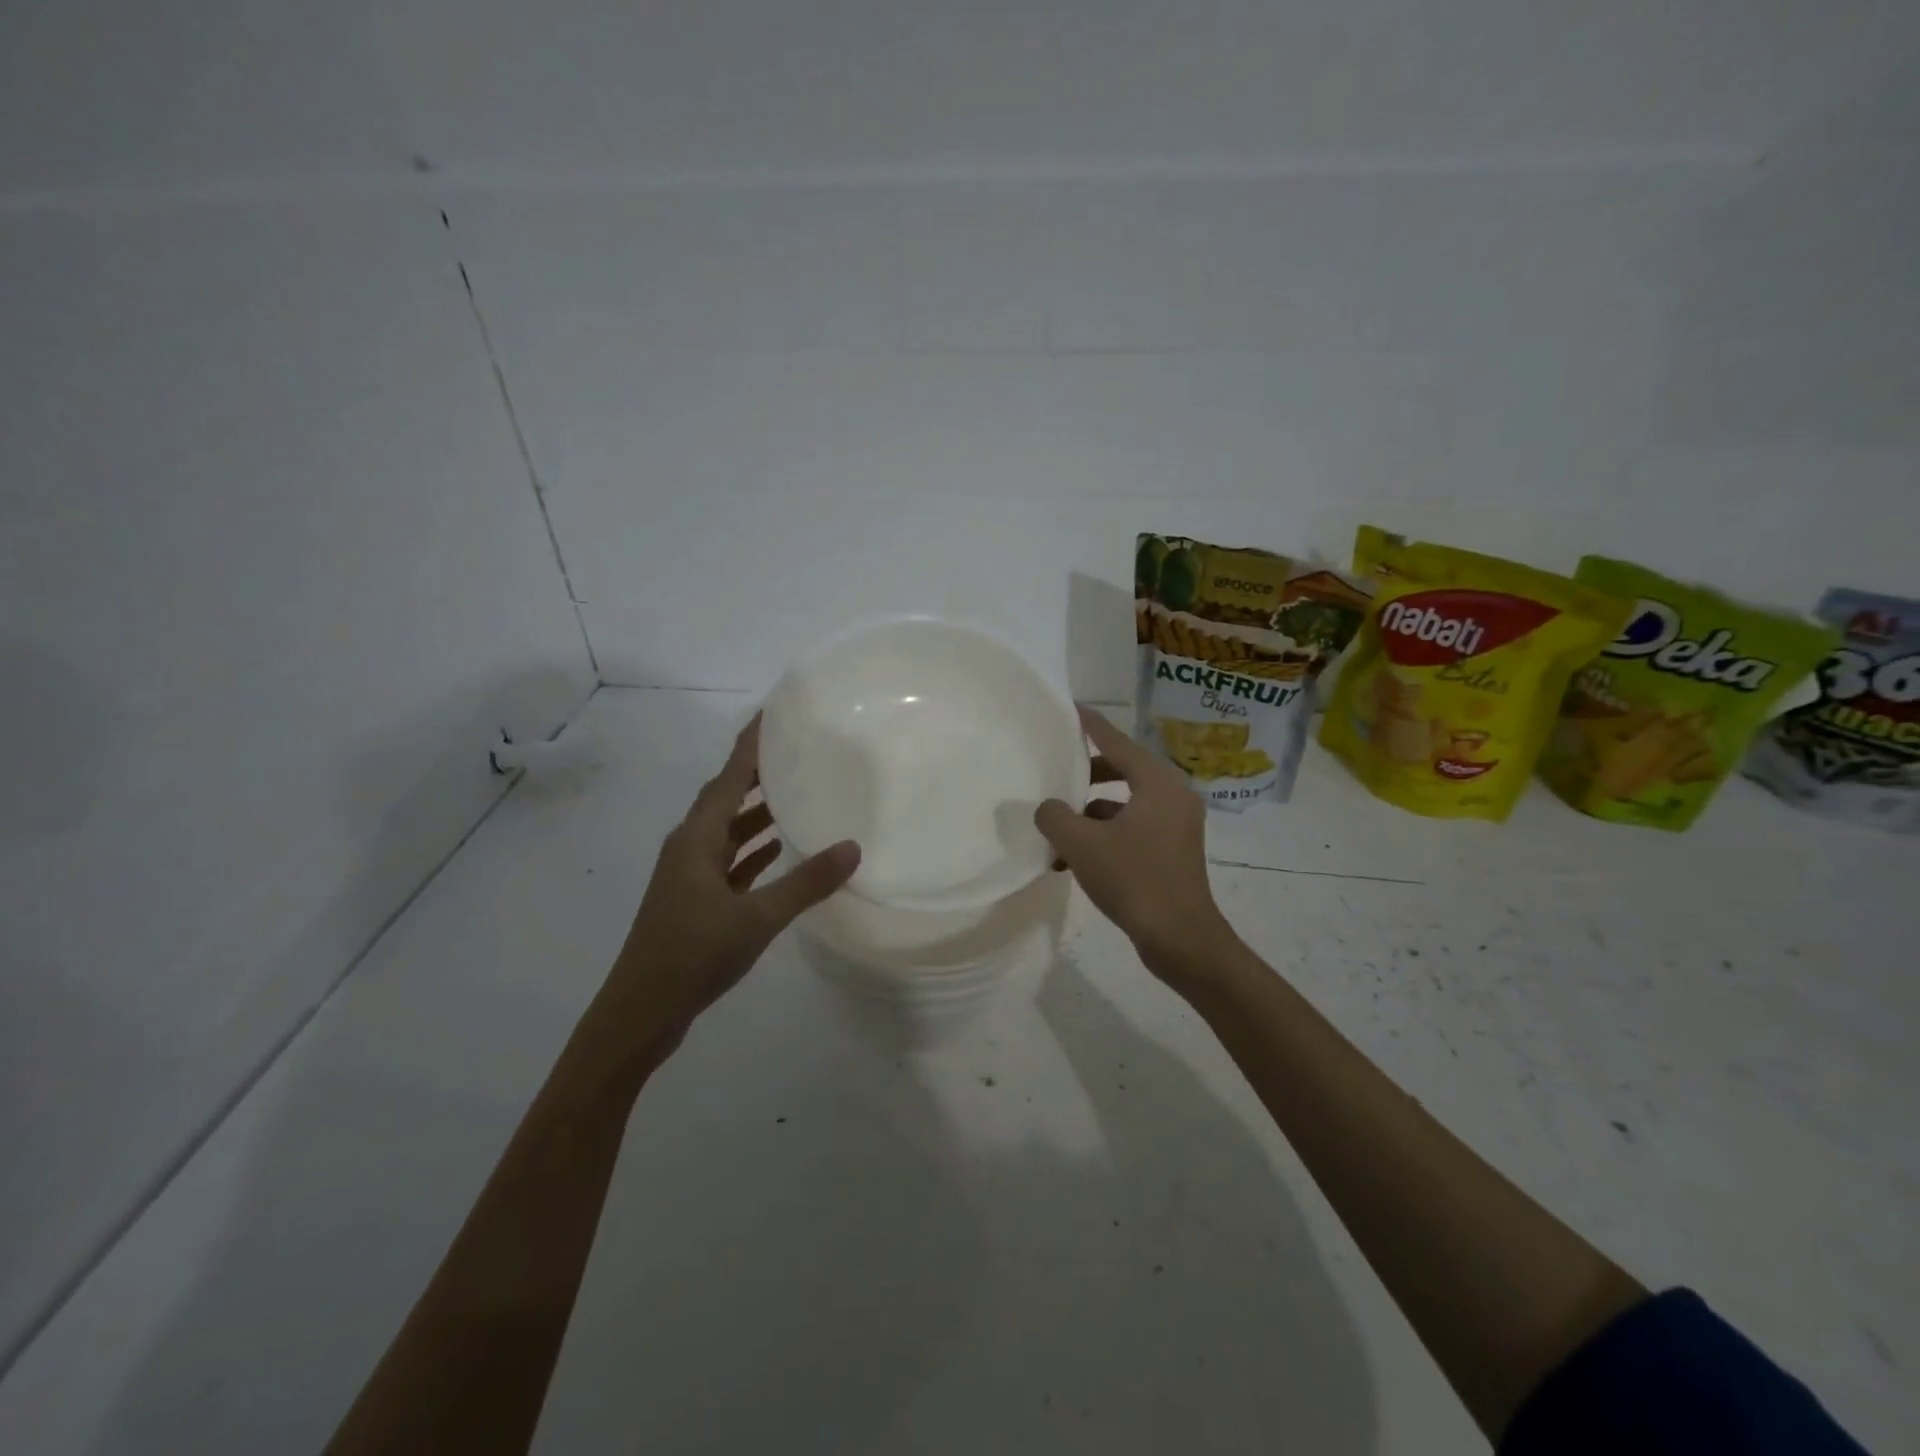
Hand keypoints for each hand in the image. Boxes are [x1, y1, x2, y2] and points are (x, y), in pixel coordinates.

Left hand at [600, 715, 859, 1052]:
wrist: (639, 1013)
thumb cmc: (692, 955)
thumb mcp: (757, 918)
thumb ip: (805, 883)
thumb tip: (853, 847)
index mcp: (697, 838)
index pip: (729, 777)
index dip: (750, 745)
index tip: (774, 714)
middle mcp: (689, 847)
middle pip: (726, 797)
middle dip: (757, 773)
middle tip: (796, 752)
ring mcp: (689, 875)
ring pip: (727, 831)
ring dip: (757, 814)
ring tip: (795, 795)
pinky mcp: (694, 900)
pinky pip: (728, 861)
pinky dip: (752, 850)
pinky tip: (779, 851)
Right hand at [1035, 707, 1236, 981]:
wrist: (1181, 939)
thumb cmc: (1134, 881)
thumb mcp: (1082, 845)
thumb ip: (1055, 816)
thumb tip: (1048, 808)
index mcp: (1158, 783)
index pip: (1117, 742)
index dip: (1090, 725)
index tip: (1070, 708)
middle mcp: (1172, 796)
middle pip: (1122, 771)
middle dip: (1085, 776)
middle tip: (1055, 773)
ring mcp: (1175, 826)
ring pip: (1123, 805)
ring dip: (1089, 815)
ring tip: (1056, 830)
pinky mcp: (1171, 852)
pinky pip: (1131, 829)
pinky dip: (1104, 837)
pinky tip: (1071, 860)